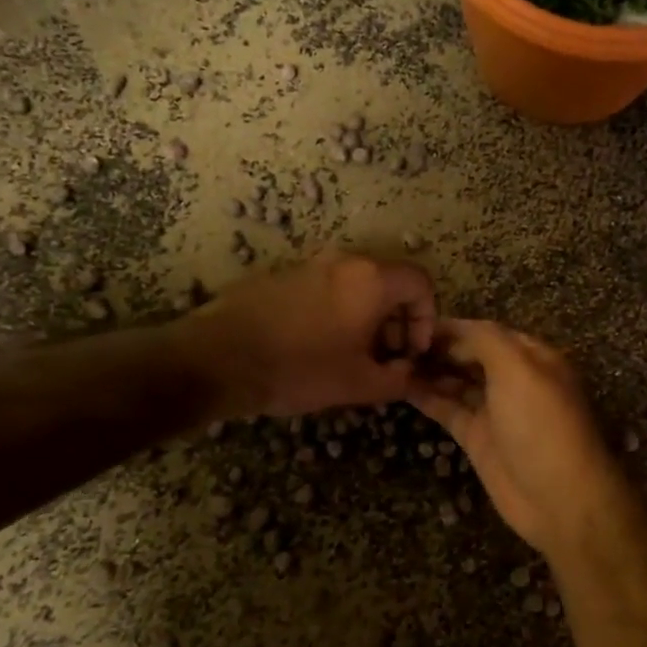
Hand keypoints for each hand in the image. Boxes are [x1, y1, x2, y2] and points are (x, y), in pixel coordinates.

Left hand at [193, 252, 435, 416]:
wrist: (218, 358)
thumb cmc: (300, 369)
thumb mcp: (359, 385)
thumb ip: (398, 379)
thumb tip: (411, 373)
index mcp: (371, 280)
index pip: (420, 283)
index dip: (427, 318)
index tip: (413, 352)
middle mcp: (344, 262)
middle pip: (389, 283)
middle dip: (397, 321)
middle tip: (386, 359)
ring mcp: (309, 265)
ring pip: (356, 286)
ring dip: (366, 318)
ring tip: (353, 357)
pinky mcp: (281, 276)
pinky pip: (326, 289)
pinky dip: (337, 312)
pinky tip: (317, 347)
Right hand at [408, 319, 635, 562]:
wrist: (558, 498)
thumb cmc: (540, 425)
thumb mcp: (518, 370)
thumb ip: (485, 340)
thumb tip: (452, 330)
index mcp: (531, 357)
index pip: (485, 332)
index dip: (452, 327)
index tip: (413, 324)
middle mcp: (513, 380)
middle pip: (470, 355)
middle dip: (438, 348)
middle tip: (394, 344)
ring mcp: (495, 410)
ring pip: (457, 382)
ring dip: (429, 371)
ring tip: (391, 362)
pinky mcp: (478, 438)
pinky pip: (449, 410)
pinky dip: (427, 398)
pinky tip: (399, 387)